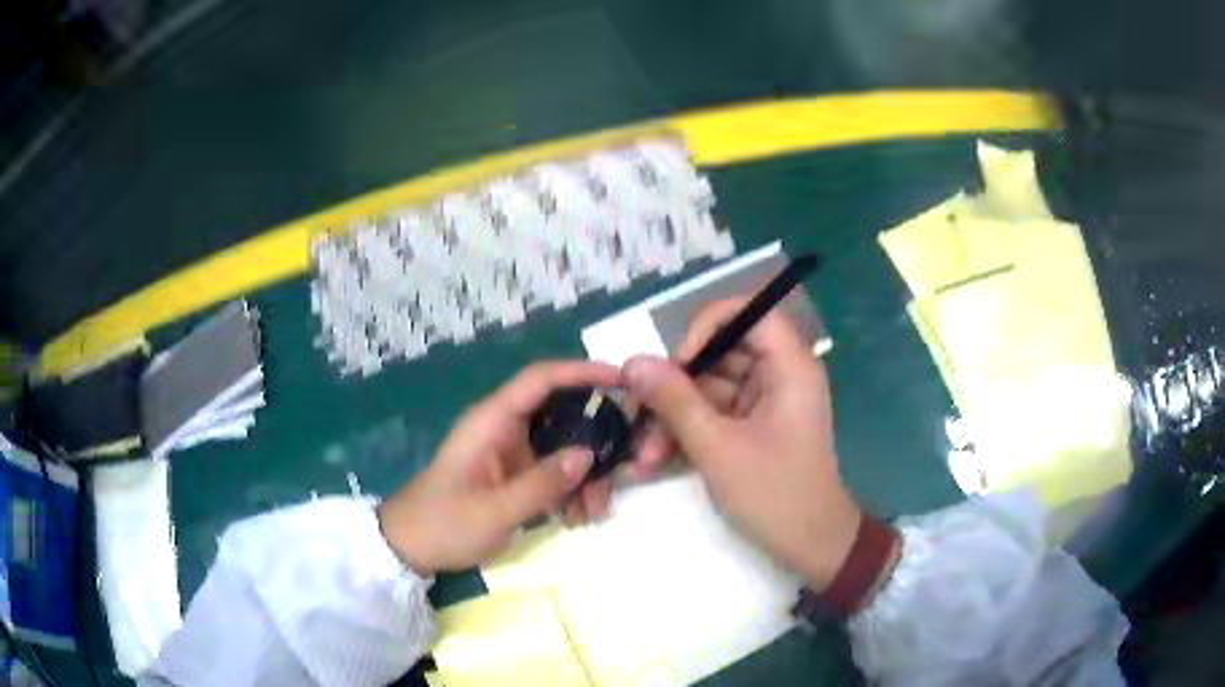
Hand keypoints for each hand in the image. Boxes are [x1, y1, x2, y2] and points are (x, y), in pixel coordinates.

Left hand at [377, 361, 620, 574]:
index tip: (624, 381)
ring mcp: (513, 454)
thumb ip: (541, 483)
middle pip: (562, 414)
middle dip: (596, 438)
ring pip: (564, 448)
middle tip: (627, 462)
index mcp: (492, 422)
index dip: (582, 372)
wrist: (411, 548)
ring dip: (587, 476)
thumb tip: (589, 454)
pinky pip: (555, 473)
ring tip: (595, 512)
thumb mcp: (493, 510)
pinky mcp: (517, 477)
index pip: (541, 379)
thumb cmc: (443, 523)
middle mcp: (506, 430)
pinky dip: (572, 492)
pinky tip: (577, 519)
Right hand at [621, 299, 861, 589]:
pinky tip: (656, 461)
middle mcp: (778, 376)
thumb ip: (674, 401)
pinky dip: (686, 434)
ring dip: (673, 419)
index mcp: (789, 367)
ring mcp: (764, 403)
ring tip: (644, 456)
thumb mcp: (718, 448)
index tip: (677, 363)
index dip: (707, 328)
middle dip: (676, 388)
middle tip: (638, 416)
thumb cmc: (775, 494)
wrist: (809, 546)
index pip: (749, 313)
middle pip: (720, 355)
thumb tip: (633, 362)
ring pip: (709, 390)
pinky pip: (713, 415)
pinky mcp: (752, 428)